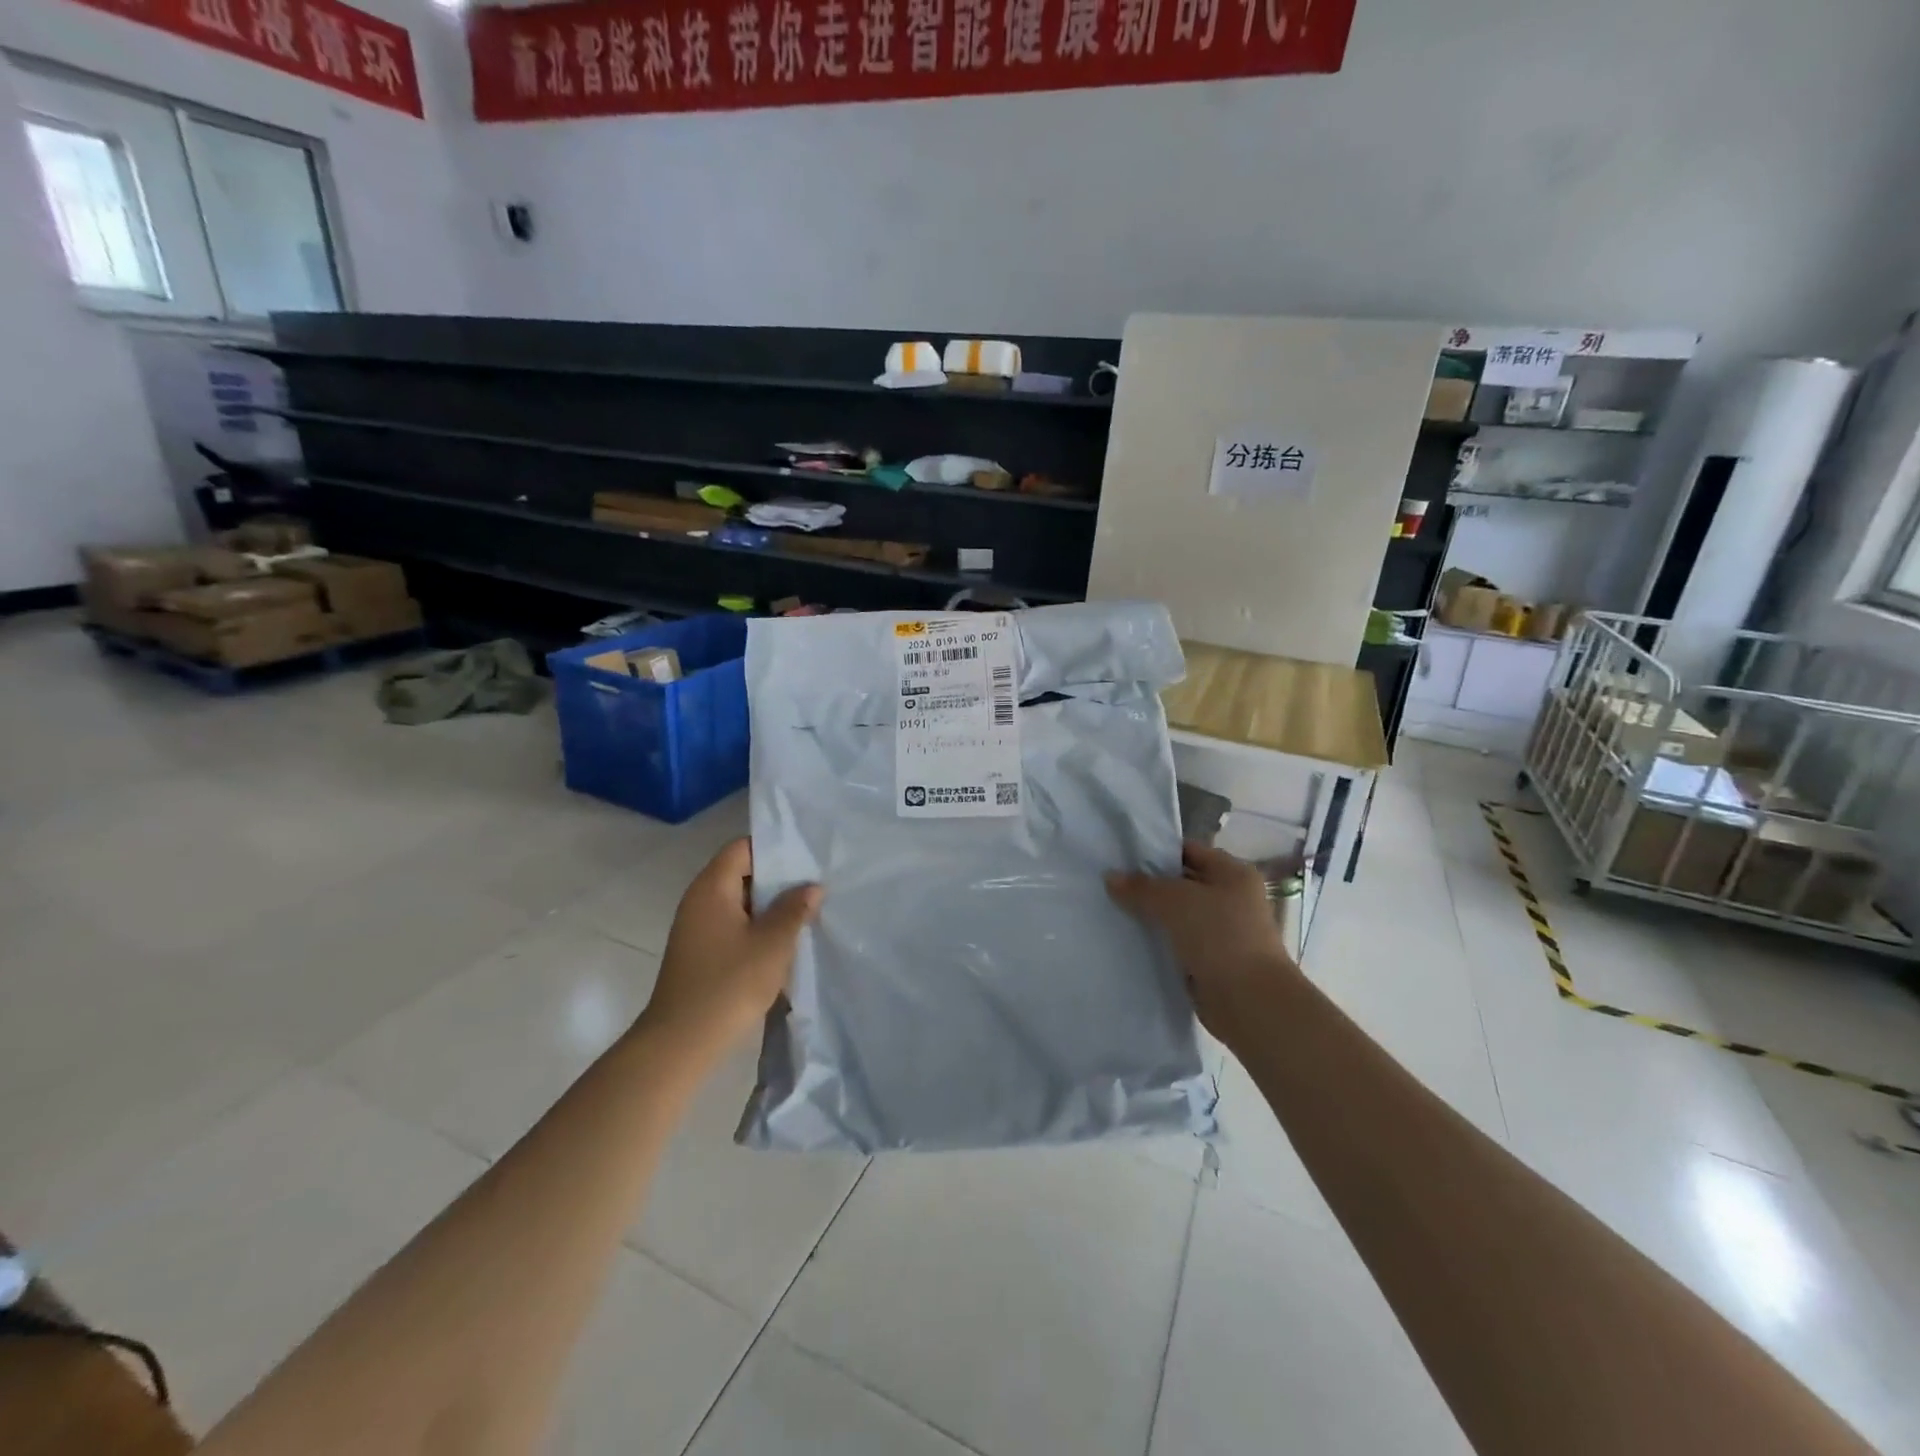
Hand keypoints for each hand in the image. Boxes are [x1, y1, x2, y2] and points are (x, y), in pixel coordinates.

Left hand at [638, 839, 821, 1052]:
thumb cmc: (728, 984)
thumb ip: (794, 910)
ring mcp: (697, 928)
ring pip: (739, 902)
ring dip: (769, 906)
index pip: (742, 848)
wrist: (681, 1043)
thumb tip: (811, 886)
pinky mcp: (700, 953)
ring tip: (805, 912)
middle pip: (740, 873)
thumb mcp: (772, 944)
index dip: (773, 848)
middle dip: (777, 879)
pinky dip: (757, 927)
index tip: (806, 857)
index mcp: (711, 888)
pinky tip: (782, 942)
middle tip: (814, 885)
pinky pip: (733, 925)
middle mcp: (699, 900)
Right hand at [1106, 842, 1300, 1045]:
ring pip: (1178, 915)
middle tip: (1110, 884)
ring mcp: (1223, 931)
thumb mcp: (1175, 901)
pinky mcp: (1212, 960)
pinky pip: (1179, 942)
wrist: (1250, 1001)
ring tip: (1113, 910)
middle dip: (1149, 886)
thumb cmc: (1219, 936)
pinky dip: (1159, 941)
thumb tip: (1110, 877)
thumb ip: (1141, 887)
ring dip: (1152, 916)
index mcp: (1233, 873)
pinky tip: (1130, 939)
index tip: (1122, 857)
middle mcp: (1232, 898)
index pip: (1189, 851)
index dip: (1157, 852)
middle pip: (1183, 883)